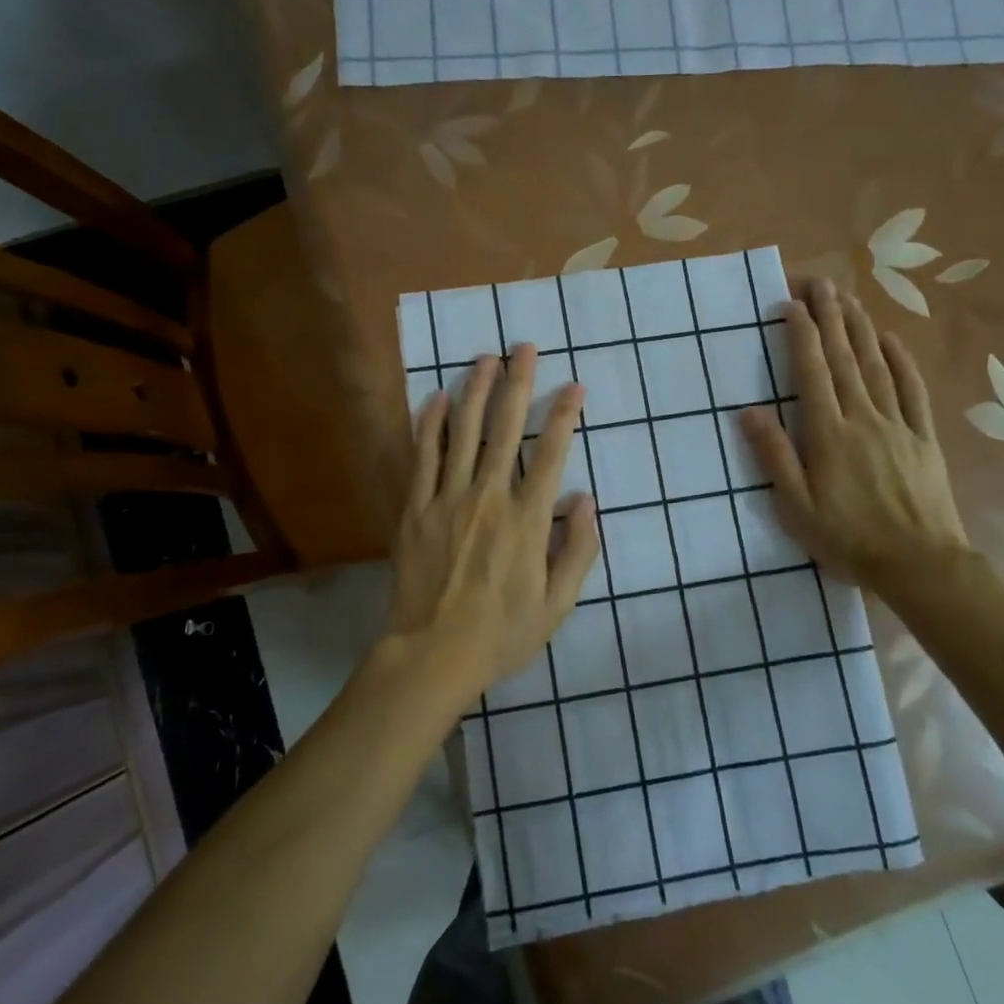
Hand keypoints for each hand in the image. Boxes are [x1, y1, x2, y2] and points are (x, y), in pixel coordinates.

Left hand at [387, 346, 599, 704]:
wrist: (432, 655)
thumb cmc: (502, 634)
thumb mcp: (557, 604)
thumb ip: (577, 550)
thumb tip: (587, 500)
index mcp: (526, 520)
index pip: (550, 454)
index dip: (564, 415)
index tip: (574, 386)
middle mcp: (488, 498)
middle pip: (504, 429)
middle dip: (517, 384)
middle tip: (523, 348)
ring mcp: (447, 500)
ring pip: (462, 433)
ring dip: (474, 391)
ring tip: (484, 357)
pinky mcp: (415, 509)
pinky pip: (422, 457)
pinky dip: (429, 424)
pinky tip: (435, 397)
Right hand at [742, 278, 968, 594]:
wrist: (920, 564)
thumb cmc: (849, 539)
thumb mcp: (797, 508)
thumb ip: (774, 457)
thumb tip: (748, 412)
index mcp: (829, 435)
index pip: (812, 373)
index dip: (801, 335)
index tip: (791, 304)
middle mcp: (863, 418)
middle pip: (845, 359)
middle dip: (830, 317)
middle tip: (820, 283)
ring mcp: (898, 425)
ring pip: (877, 366)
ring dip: (861, 328)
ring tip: (849, 299)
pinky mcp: (923, 437)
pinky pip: (913, 390)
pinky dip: (902, 361)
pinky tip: (892, 340)